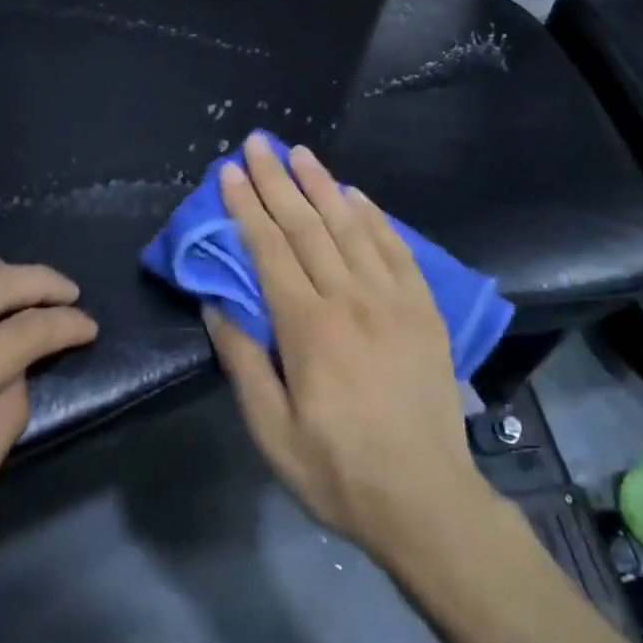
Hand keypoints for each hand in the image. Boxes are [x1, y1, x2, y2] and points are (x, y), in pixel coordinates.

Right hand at [205, 134, 491, 563]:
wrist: (425, 499)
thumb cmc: (337, 469)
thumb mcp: (271, 431)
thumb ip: (242, 361)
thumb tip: (216, 304)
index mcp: (308, 327)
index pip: (270, 249)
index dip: (247, 206)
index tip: (230, 172)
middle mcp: (350, 298)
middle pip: (307, 225)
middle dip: (277, 180)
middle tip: (258, 143)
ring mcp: (392, 298)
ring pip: (351, 226)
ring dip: (323, 185)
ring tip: (300, 152)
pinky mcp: (423, 307)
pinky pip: (396, 248)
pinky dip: (374, 216)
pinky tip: (356, 195)